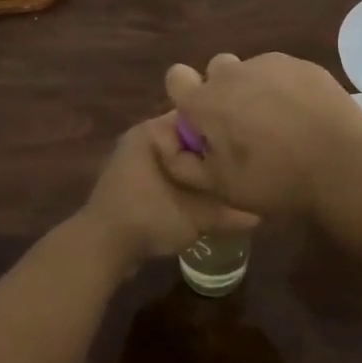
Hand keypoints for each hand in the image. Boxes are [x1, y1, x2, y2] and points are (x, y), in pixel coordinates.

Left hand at [78, 113, 259, 267]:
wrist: (101, 247)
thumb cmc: (148, 216)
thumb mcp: (196, 215)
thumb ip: (228, 211)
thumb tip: (260, 213)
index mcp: (153, 131)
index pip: (196, 115)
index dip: (223, 128)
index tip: (248, 143)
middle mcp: (142, 139)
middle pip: (188, 139)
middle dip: (212, 154)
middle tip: (244, 166)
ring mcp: (134, 162)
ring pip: (176, 160)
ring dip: (198, 172)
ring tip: (229, 183)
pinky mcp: (132, 184)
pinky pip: (165, 176)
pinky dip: (183, 185)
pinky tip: (204, 199)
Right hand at [155, 52, 361, 217]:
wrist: (344, 168)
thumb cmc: (275, 181)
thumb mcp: (220, 187)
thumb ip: (184, 164)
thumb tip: (169, 144)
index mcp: (206, 102)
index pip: (176, 78)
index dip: (185, 98)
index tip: (203, 122)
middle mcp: (233, 74)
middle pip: (216, 72)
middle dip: (222, 93)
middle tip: (243, 128)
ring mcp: (270, 64)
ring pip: (250, 71)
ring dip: (254, 91)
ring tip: (280, 125)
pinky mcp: (303, 65)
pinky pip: (281, 72)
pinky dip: (284, 89)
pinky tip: (303, 116)